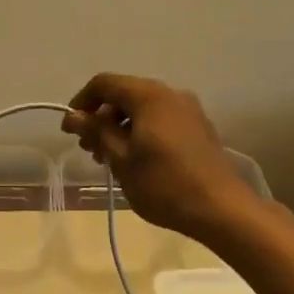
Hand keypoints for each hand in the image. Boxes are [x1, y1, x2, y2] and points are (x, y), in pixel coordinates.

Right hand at [62, 73, 257, 241]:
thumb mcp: (121, 159)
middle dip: (101, 117)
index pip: (104, 83)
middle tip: (89, 149)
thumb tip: (74, 116)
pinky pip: (161, 119)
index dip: (81, 102)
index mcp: (149, 96)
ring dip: (120, 127)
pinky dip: (141, 132)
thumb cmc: (164, 183)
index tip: (71, 130)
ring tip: (110, 158)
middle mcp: (170, 94)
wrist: (222, 209)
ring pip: (143, 108)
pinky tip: (136, 160)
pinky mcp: (199, 128)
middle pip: (125, 94)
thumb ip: (96, 131)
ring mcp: (189, 110)